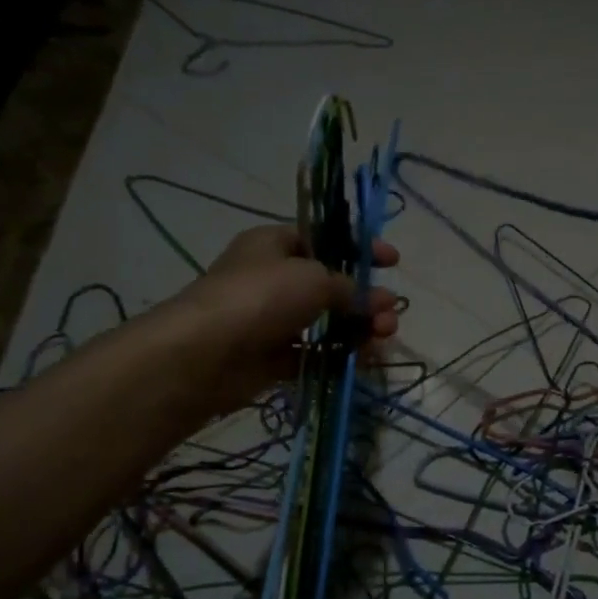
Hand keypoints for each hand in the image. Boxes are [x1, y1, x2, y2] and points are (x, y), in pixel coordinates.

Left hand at [164, 224, 399, 415]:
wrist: (204, 354)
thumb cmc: (260, 297)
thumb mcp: (314, 278)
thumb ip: (352, 288)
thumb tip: (380, 301)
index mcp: (275, 244)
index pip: (325, 238)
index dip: (360, 247)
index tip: (393, 262)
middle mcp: (274, 278)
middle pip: (332, 284)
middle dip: (366, 297)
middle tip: (389, 313)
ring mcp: (273, 319)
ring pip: (328, 321)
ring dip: (360, 328)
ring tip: (382, 337)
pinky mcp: (273, 357)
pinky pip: (316, 353)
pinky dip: (341, 355)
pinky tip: (365, 360)